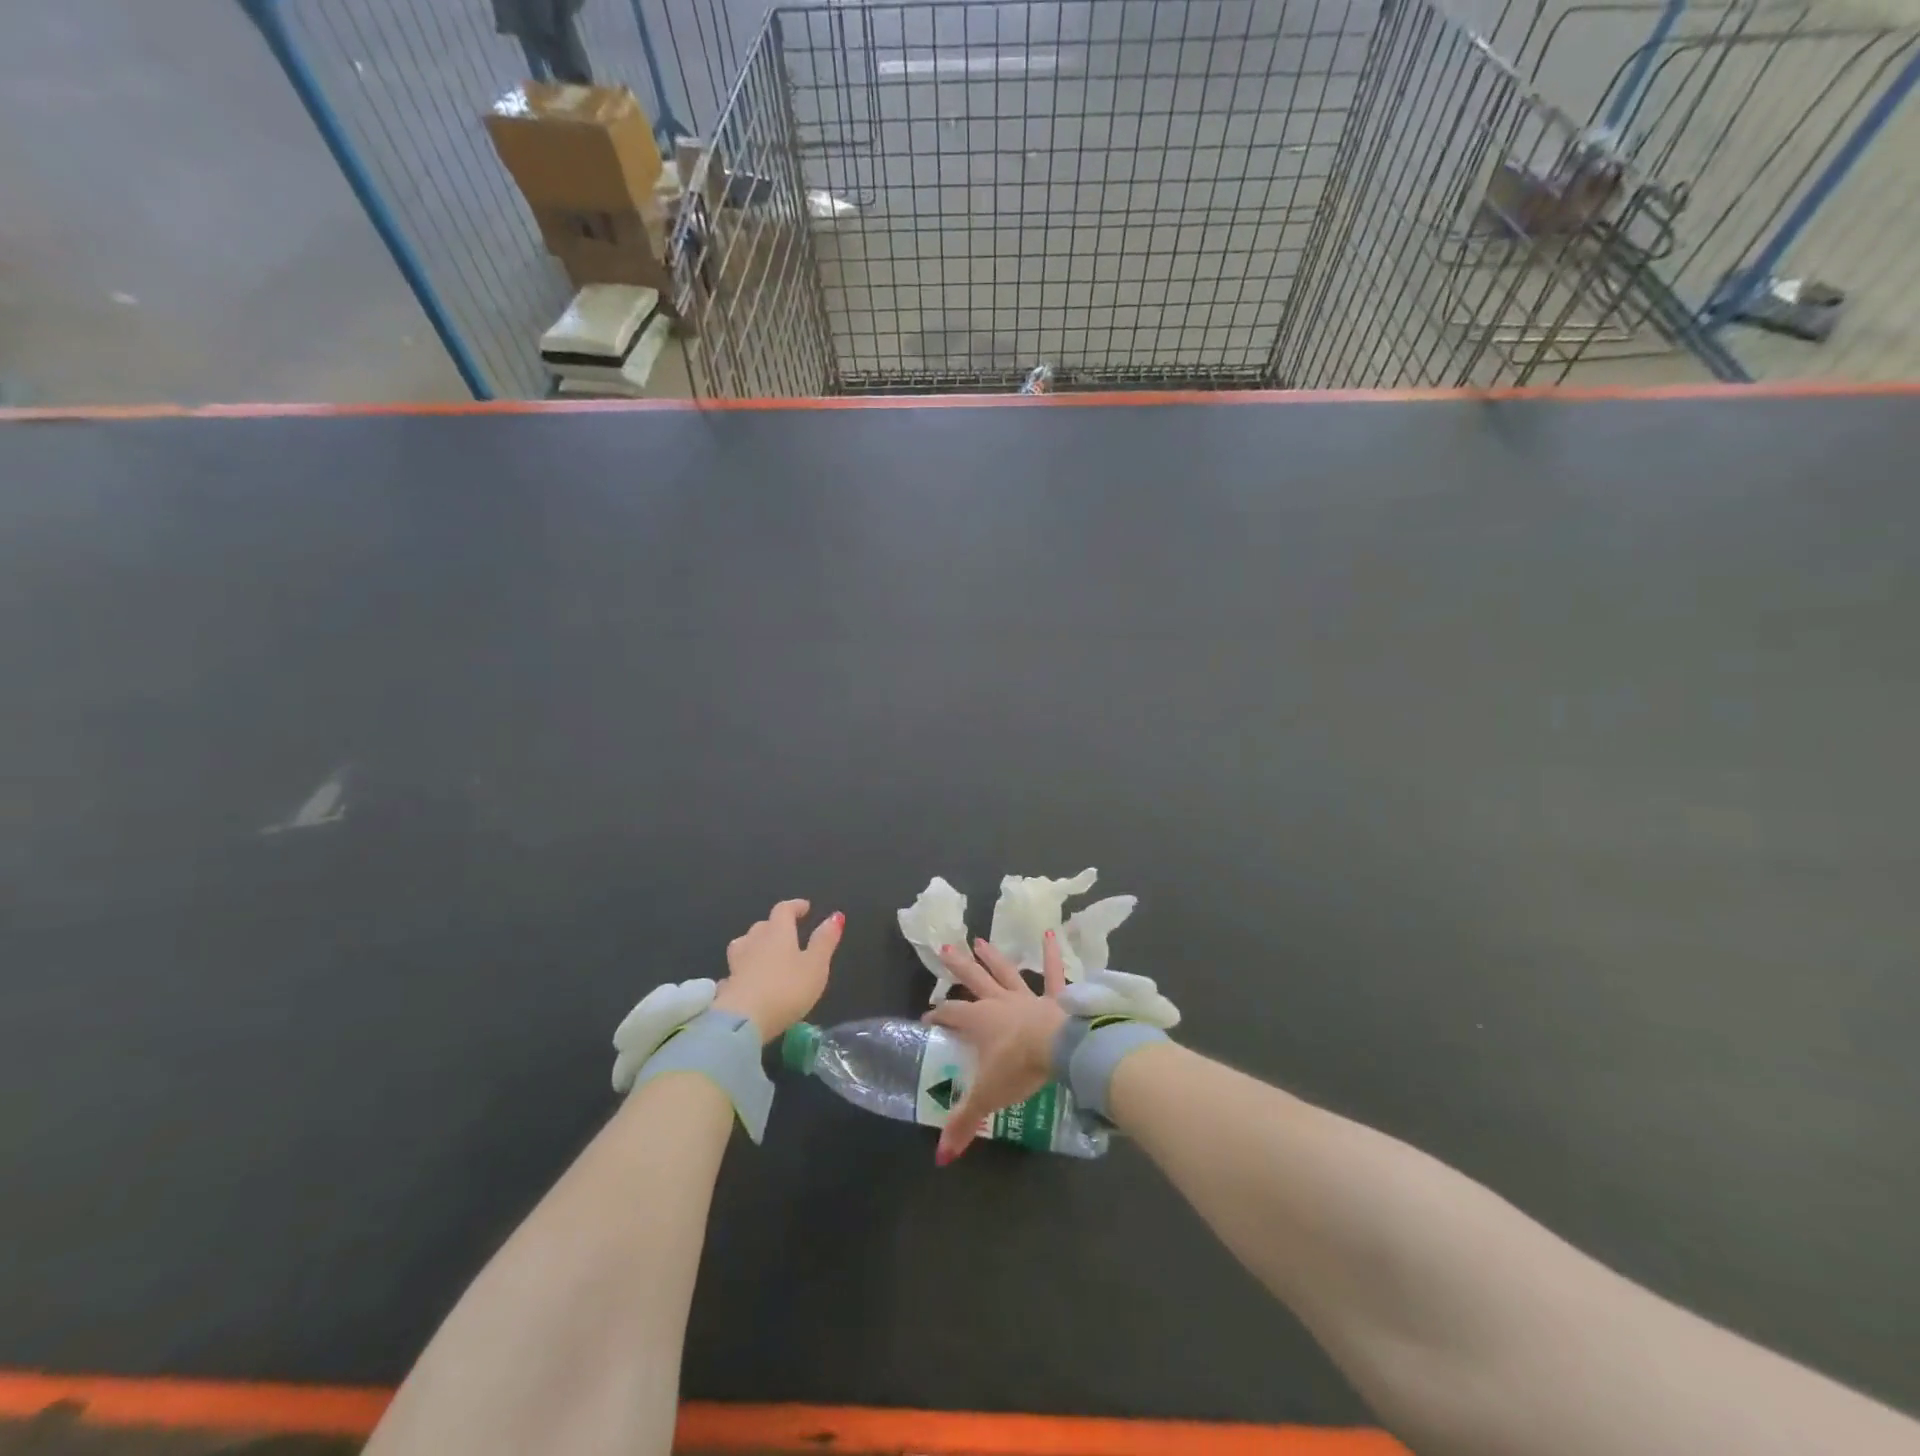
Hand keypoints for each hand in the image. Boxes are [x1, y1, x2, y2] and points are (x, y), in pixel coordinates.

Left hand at [713, 899, 842, 1042]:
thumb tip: (835, 916)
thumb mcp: (816, 966)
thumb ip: (824, 941)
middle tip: (788, 933)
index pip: (783, 910)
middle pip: (762, 926)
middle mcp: (754, 942)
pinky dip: (744, 970)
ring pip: (744, 945)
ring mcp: (736, 963)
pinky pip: (736, 970)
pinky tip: (748, 980)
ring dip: (755, 944)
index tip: (805, 907)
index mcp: (777, 932)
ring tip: (765, 953)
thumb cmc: (786, 989)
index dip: (795, 906)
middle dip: (775, 926)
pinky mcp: (727, 986)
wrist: (743, 1022)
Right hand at [923, 930, 1068, 1163]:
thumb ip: (963, 1123)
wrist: (1061, 1047)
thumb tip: (941, 1156)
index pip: (951, 1015)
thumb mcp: (987, 1096)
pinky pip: (1055, 974)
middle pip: (974, 980)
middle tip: (945, 948)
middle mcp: (1000, 1003)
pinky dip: (1052, 956)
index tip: (926, 1018)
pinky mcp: (1056, 998)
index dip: (937, 1016)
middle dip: (958, 967)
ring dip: (993, 957)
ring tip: (980, 940)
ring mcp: (1028, 997)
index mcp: (980, 1021)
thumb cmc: (1019, 1066)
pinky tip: (1049, 935)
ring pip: (1006, 972)